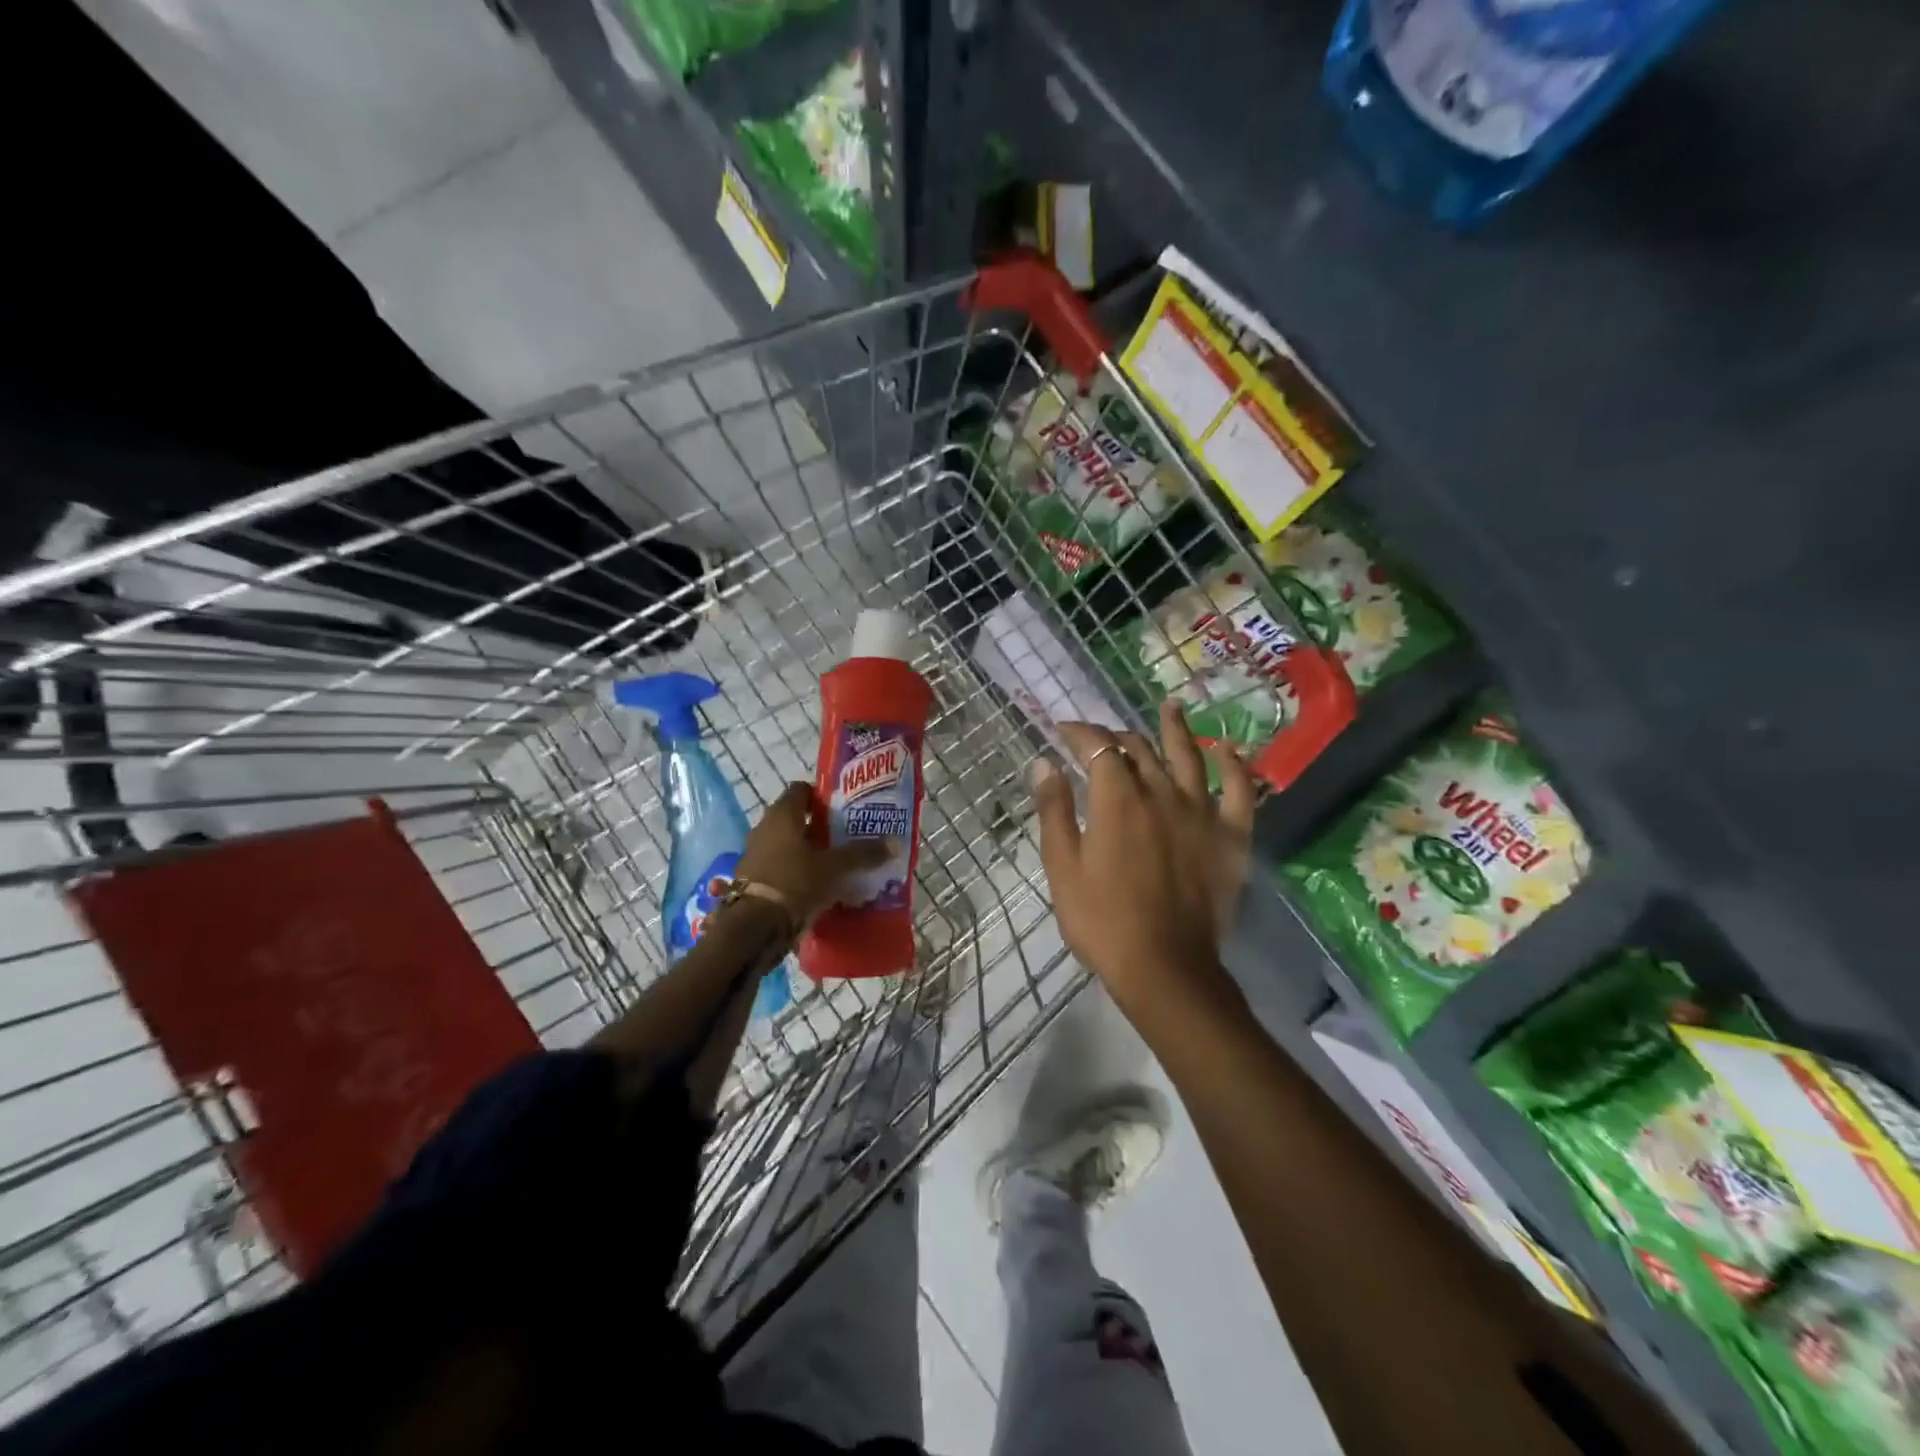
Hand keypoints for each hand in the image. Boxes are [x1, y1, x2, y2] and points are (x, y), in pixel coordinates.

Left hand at [738, 782, 891, 928]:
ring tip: (836, 864)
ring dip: (808, 852)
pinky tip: (818, 886)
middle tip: (846, 837)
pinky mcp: (753, 881)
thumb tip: (895, 842)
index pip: (801, 790)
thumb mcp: (836, 867)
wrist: (756, 926)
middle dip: (820, 827)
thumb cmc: (796, 881)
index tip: (843, 809)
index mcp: (783, 814)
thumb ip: (864, 853)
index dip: (822, 796)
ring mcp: (756, 855)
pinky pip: (781, 868)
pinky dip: (797, 873)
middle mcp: (765, 828)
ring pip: (788, 845)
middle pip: (796, 819)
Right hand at [1032, 702, 1256, 1013]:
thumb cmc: (1102, 920)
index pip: (1097, 747)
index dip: (1079, 732)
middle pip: (1139, 749)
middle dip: (1117, 736)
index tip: (1063, 729)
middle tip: (1103, 738)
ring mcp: (1201, 812)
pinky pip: (1239, 792)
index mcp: (1117, 800)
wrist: (1164, 967)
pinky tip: (1228, 750)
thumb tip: (1045, 762)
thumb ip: (1054, 810)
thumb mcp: (1062, 867)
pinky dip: (1234, 767)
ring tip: (1171, 706)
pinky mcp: (1231, 836)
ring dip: (1177, 729)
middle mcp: (1161, 793)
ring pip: (1189, 757)